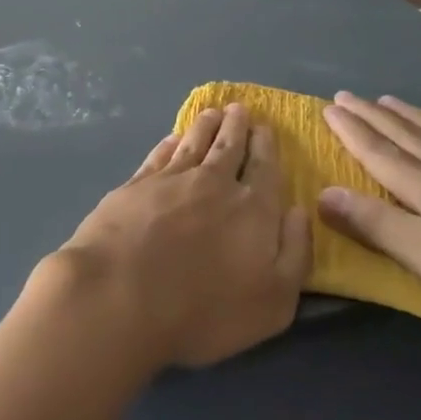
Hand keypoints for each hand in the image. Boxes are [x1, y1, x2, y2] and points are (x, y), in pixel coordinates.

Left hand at [54, 103, 312, 368]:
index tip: (265, 127)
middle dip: (237, 125)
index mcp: (253, 208)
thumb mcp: (273, 301)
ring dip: (205, 125)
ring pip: (195, 142)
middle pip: (230, 146)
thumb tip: (299, 211)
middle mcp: (215, 183)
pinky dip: (170, 143)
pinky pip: (160, 155)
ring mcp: (172, 180)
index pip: (265, 167)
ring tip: (211, 112)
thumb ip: (295, 253)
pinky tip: (172, 138)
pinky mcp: (136, 185)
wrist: (121, 295)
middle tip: (239, 109)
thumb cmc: (204, 310)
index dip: (266, 145)